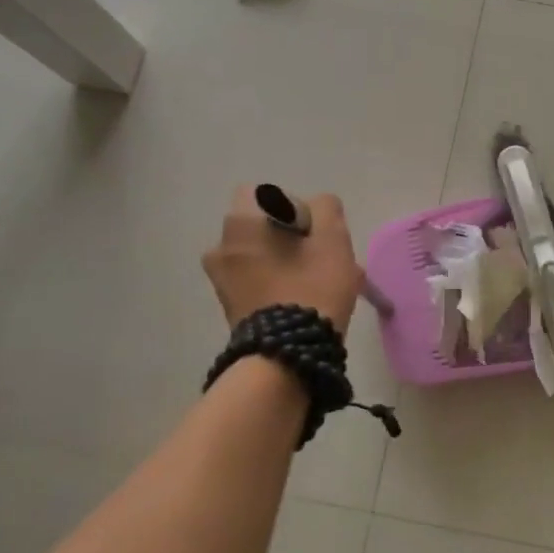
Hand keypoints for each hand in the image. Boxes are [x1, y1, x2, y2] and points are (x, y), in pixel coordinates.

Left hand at [202, 188, 363, 332]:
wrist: (287, 357)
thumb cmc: (311, 289)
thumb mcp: (333, 240)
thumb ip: (327, 209)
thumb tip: (318, 207)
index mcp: (239, 225)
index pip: (264, 194)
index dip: (293, 207)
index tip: (313, 232)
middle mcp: (220, 249)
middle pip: (264, 229)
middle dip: (295, 239)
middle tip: (324, 260)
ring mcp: (221, 282)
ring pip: (263, 258)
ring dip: (289, 263)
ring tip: (320, 284)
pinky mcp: (230, 309)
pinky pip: (258, 283)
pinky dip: (279, 285)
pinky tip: (306, 302)